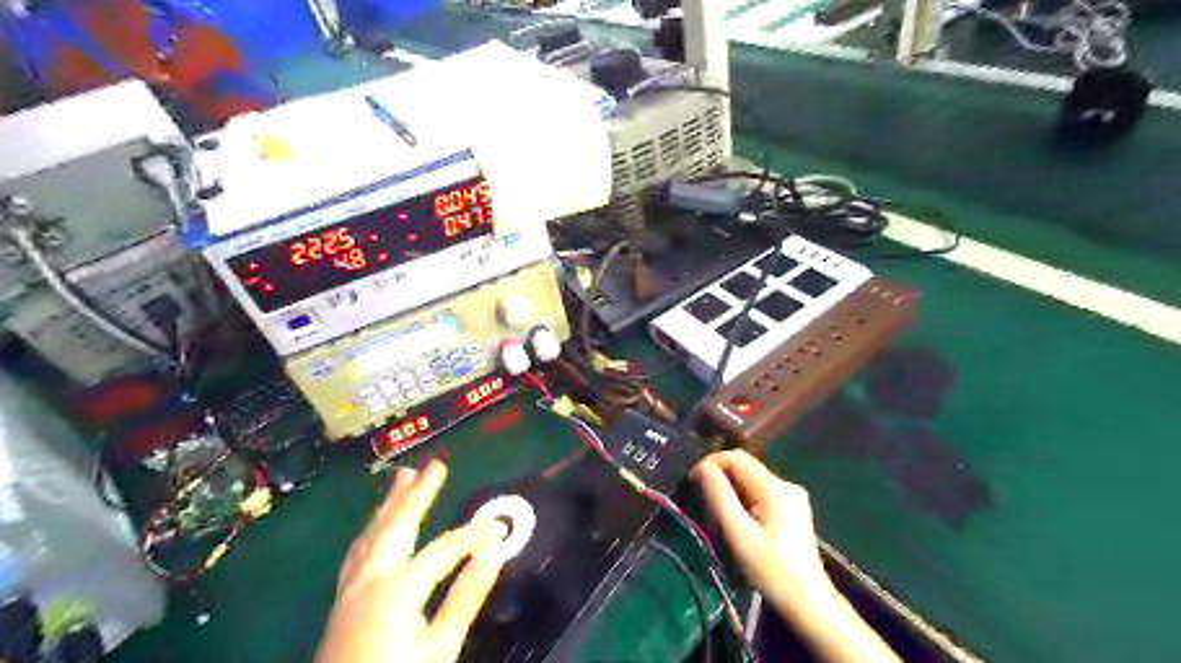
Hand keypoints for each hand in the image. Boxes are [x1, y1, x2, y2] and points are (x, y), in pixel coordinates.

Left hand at [317, 462, 506, 662]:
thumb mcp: (440, 650)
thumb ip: (465, 598)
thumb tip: (494, 552)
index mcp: (398, 587)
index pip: (445, 547)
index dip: (475, 534)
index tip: (500, 528)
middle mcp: (371, 578)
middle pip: (398, 525)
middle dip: (418, 493)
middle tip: (435, 465)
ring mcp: (351, 590)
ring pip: (372, 533)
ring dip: (390, 504)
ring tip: (402, 477)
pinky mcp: (341, 603)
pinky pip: (358, 551)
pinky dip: (372, 530)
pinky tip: (373, 529)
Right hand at [694, 450, 828, 616]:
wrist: (808, 603)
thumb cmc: (770, 570)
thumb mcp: (738, 534)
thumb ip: (719, 496)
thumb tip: (702, 468)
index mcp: (775, 487)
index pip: (736, 457)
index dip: (710, 463)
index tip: (691, 483)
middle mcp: (786, 483)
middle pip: (744, 466)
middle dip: (719, 478)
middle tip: (702, 503)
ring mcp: (792, 495)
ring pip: (750, 479)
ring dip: (730, 489)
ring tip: (717, 515)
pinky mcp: (792, 507)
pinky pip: (760, 491)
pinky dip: (743, 498)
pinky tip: (738, 520)